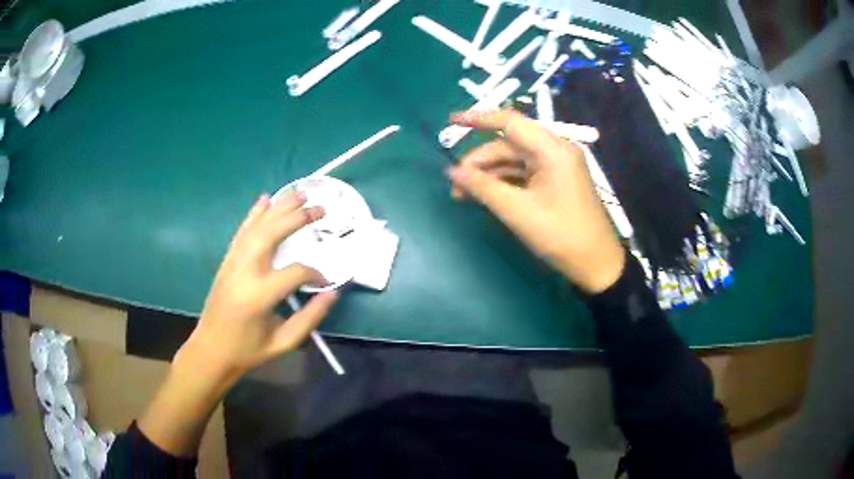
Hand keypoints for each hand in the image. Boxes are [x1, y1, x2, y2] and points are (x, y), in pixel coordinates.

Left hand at [177, 192, 338, 383]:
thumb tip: (333, 293)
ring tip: (299, 193)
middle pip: (271, 235)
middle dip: (297, 218)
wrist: (211, 350)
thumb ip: (310, 318)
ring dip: (279, 208)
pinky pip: (242, 232)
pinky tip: (265, 199)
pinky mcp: (227, 261)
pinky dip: (254, 214)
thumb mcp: (283, 342)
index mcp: (258, 296)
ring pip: (256, 227)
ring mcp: (232, 263)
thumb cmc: (248, 351)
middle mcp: (244, 272)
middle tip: (320, 208)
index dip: (315, 273)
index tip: (325, 281)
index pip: (294, 272)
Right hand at [447, 109, 624, 292]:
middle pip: (509, 145)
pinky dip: (503, 182)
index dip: (477, 118)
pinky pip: (523, 173)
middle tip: (455, 184)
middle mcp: (555, 151)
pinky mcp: (555, 181)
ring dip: (489, 174)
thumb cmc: (561, 236)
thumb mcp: (518, 211)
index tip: (451, 120)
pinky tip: (485, 195)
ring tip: (462, 194)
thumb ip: (483, 187)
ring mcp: (556, 166)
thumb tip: (451, 171)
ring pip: (514, 160)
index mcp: (552, 150)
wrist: (596, 264)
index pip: (510, 122)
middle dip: (480, 161)